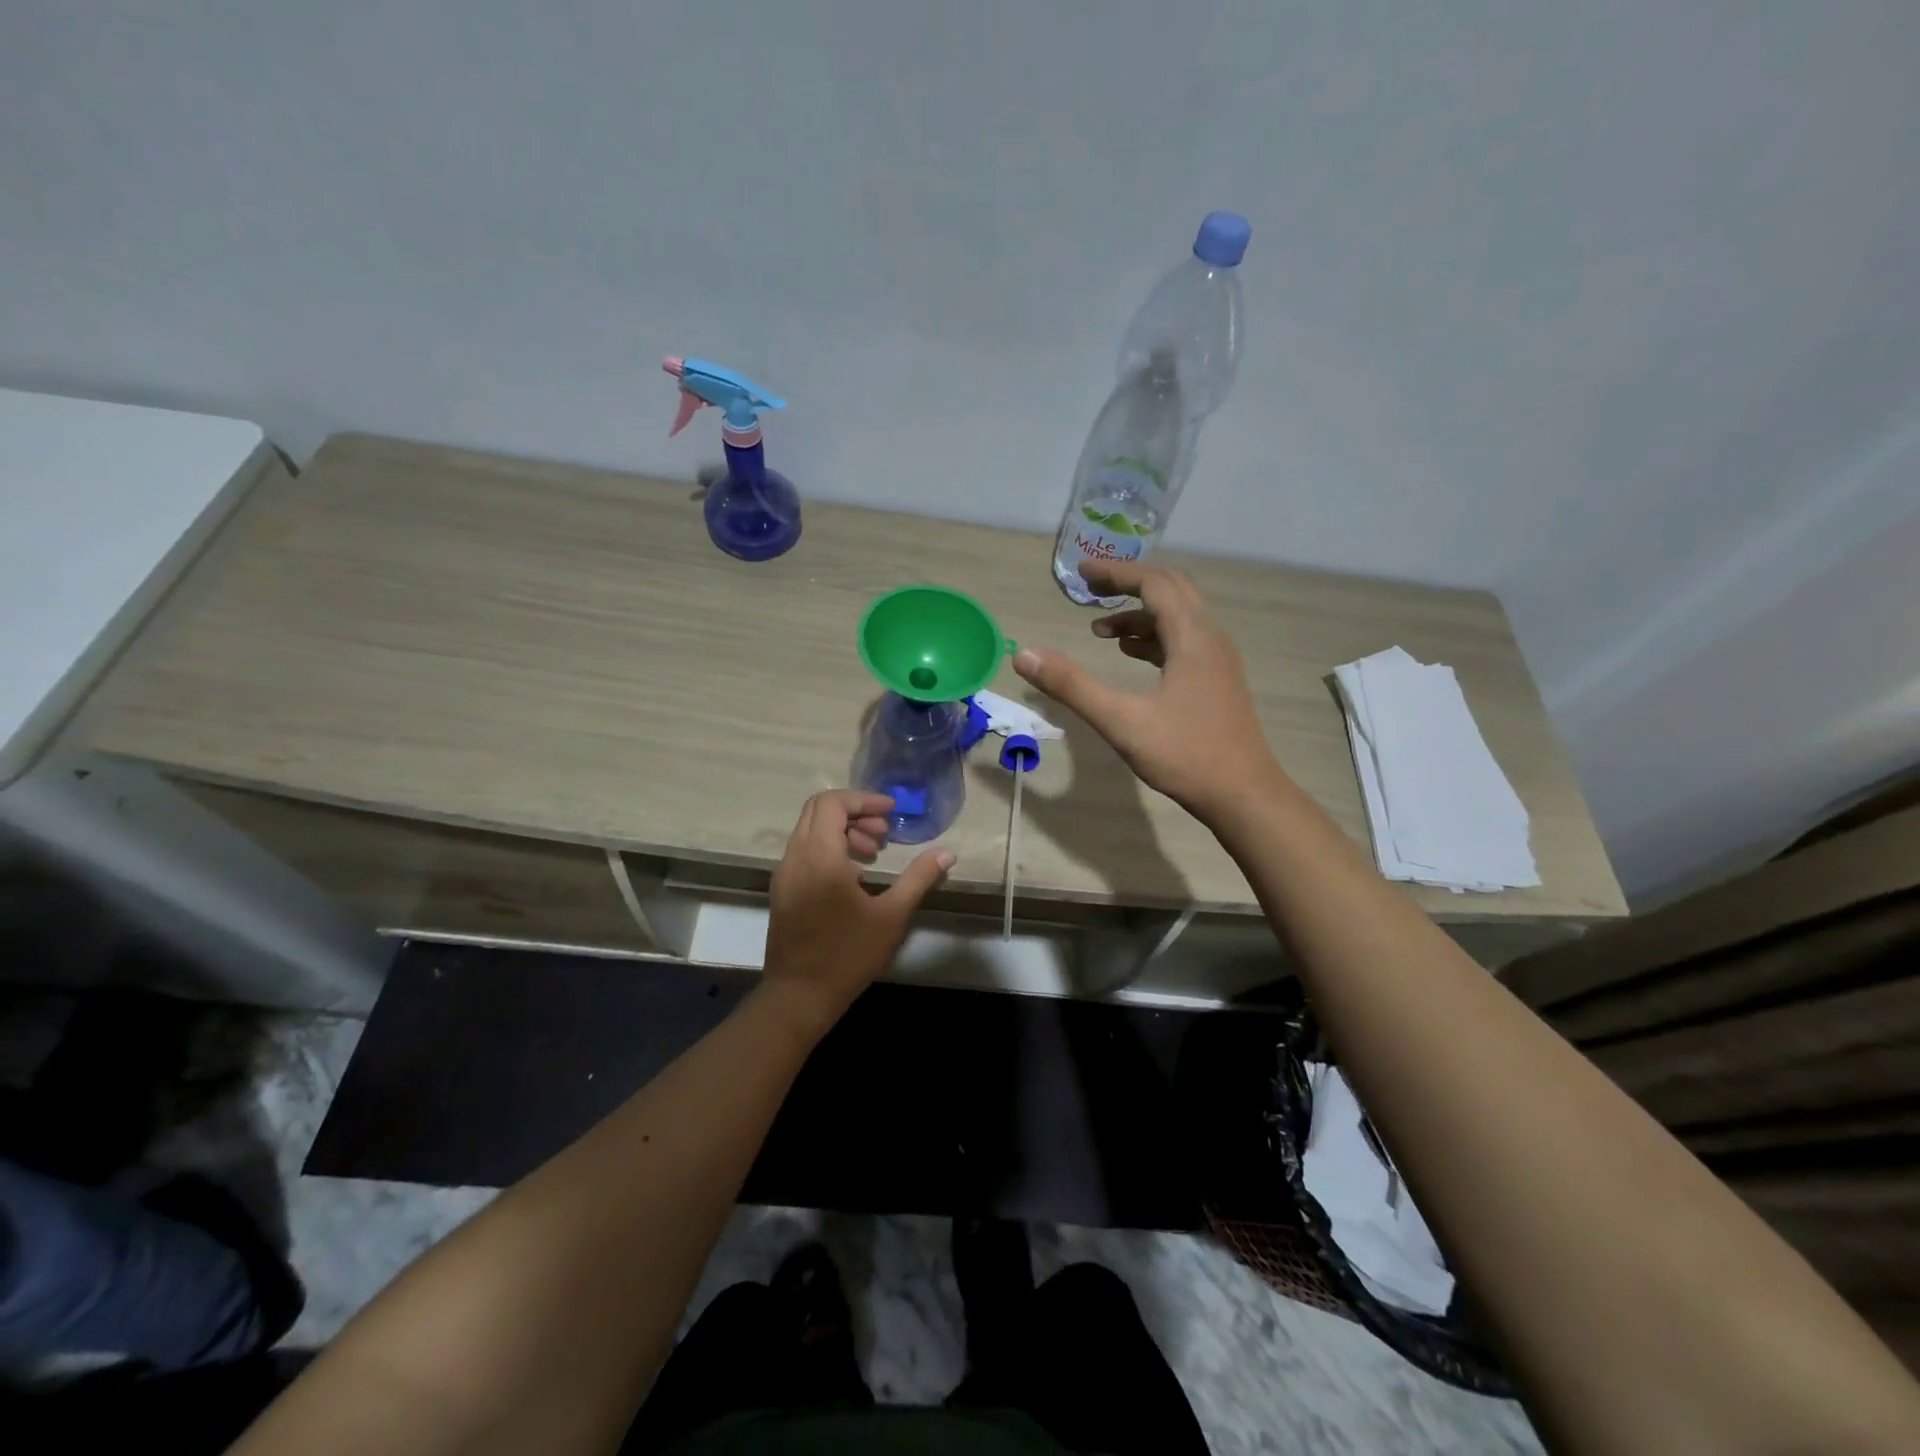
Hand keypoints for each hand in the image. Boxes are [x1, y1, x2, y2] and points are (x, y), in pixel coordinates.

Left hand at [761, 790, 953, 1034]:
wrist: (799, 996)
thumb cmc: (848, 955)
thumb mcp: (891, 916)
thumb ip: (918, 878)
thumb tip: (947, 853)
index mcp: (819, 857)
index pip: (832, 803)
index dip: (863, 799)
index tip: (891, 812)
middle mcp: (795, 857)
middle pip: (818, 810)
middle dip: (854, 812)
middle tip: (885, 832)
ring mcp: (784, 874)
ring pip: (809, 830)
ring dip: (842, 830)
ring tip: (874, 853)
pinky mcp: (782, 890)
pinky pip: (804, 851)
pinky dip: (829, 848)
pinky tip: (855, 875)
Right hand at [1014, 560, 1280, 821]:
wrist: (1244, 795)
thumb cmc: (1185, 756)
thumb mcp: (1121, 721)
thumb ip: (1072, 686)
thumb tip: (1024, 655)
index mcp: (1192, 638)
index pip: (1154, 584)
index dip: (1116, 573)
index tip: (1082, 574)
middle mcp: (1211, 638)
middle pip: (1172, 590)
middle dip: (1129, 585)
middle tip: (1091, 591)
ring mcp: (1219, 660)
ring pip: (1180, 617)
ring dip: (1141, 615)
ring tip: (1101, 631)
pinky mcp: (1218, 680)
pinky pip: (1185, 640)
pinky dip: (1155, 637)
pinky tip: (1132, 656)